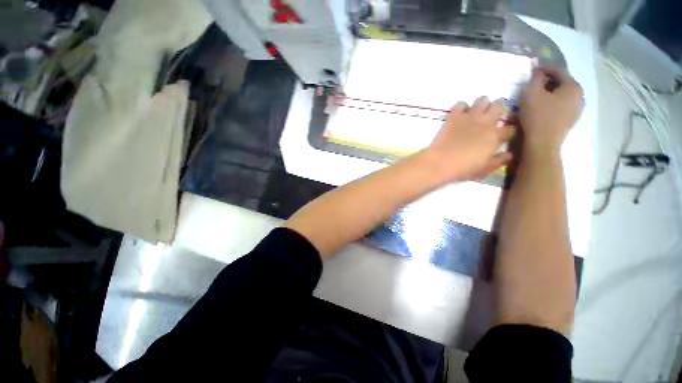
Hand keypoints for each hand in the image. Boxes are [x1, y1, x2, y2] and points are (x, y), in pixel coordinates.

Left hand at [422, 97, 515, 181]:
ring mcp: (469, 117)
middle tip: (490, 118)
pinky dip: (462, 107)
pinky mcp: (454, 116)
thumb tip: (509, 154)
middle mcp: (486, 123)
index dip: (508, 131)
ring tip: (476, 114)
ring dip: (481, 105)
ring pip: (482, 100)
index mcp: (495, 137)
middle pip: (499, 106)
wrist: (440, 162)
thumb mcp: (484, 169)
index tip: (503, 135)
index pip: (510, 128)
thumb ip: (499, 161)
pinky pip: (461, 104)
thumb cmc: (463, 169)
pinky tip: (459, 115)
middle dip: (497, 110)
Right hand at [520, 67, 583, 155]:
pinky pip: (562, 105)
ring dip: (551, 93)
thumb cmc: (537, 116)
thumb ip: (535, 78)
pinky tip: (543, 107)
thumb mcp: (531, 93)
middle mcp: (580, 95)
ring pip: (563, 95)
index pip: (559, 71)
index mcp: (573, 86)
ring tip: (537, 96)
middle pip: (563, 83)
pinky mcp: (571, 120)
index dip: (544, 69)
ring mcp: (577, 109)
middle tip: (534, 84)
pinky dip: (553, 103)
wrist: (542, 143)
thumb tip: (537, 69)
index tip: (532, 71)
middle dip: (548, 82)